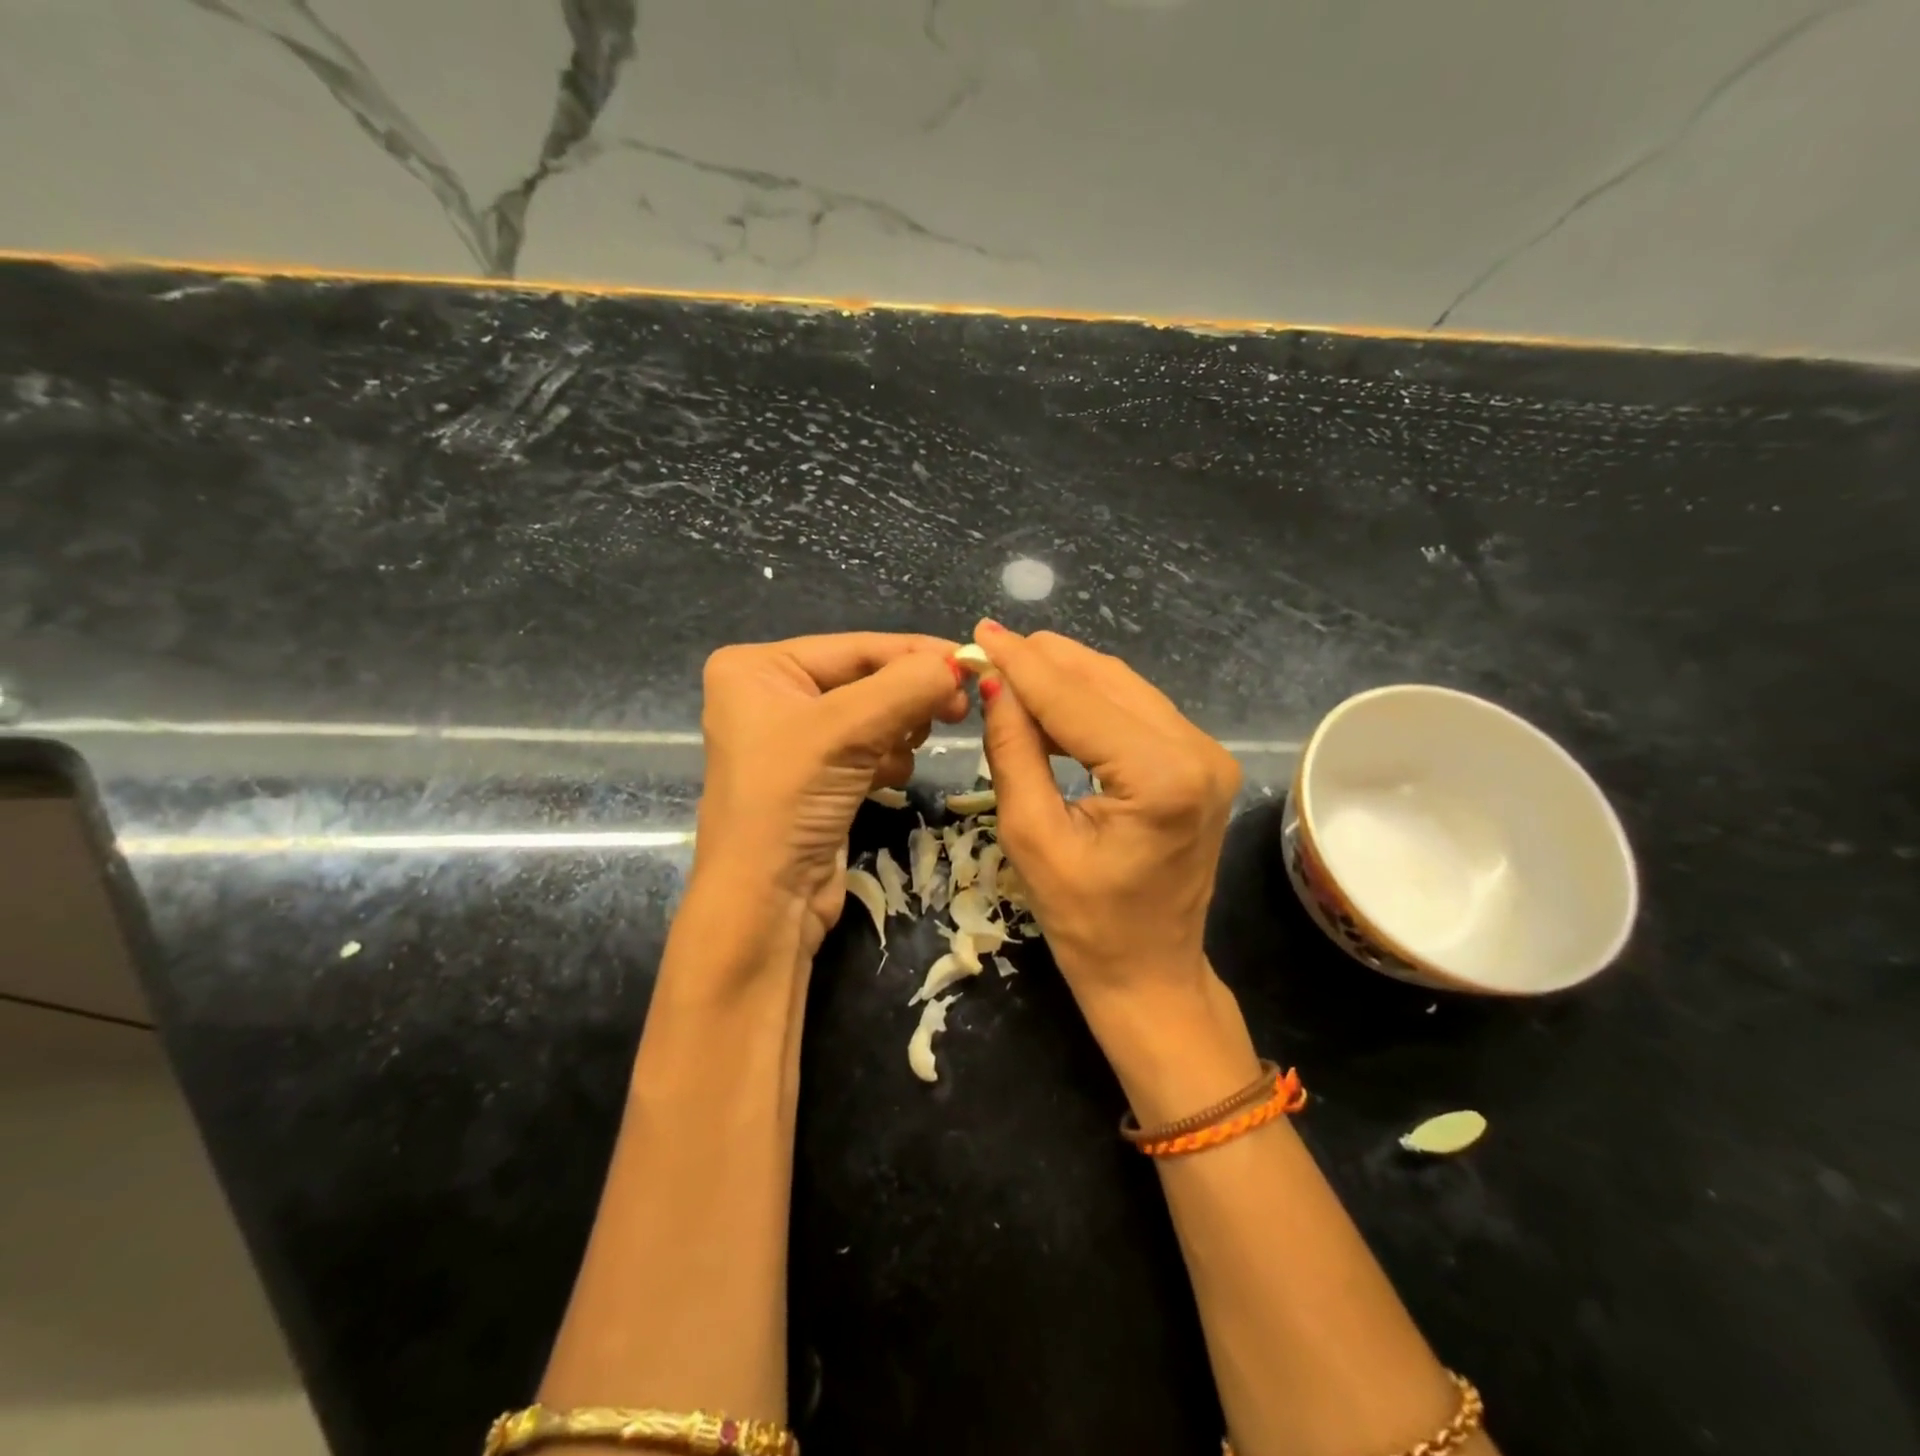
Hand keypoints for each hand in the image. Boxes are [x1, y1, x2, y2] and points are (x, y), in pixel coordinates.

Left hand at [693, 633, 969, 954]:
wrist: (766, 903)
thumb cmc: (789, 802)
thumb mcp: (847, 731)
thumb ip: (908, 686)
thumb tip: (961, 663)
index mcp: (758, 668)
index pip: (856, 646)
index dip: (918, 653)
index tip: (972, 663)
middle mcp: (772, 695)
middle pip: (867, 679)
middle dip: (908, 697)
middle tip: (957, 712)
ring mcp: (795, 738)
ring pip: (876, 714)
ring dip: (897, 733)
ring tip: (894, 759)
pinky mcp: (818, 775)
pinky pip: (870, 747)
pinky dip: (887, 760)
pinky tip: (881, 782)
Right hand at [971, 620, 1245, 1041]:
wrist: (1150, 972)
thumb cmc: (1084, 923)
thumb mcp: (1032, 837)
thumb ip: (1014, 751)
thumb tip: (994, 683)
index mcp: (1161, 777)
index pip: (1076, 700)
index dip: (1022, 664)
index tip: (979, 632)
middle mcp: (1197, 752)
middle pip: (1106, 681)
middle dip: (1044, 662)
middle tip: (989, 650)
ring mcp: (1208, 755)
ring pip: (1123, 688)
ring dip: (1065, 677)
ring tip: (1010, 673)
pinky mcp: (1201, 762)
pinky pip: (1137, 712)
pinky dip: (1090, 702)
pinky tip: (1051, 704)